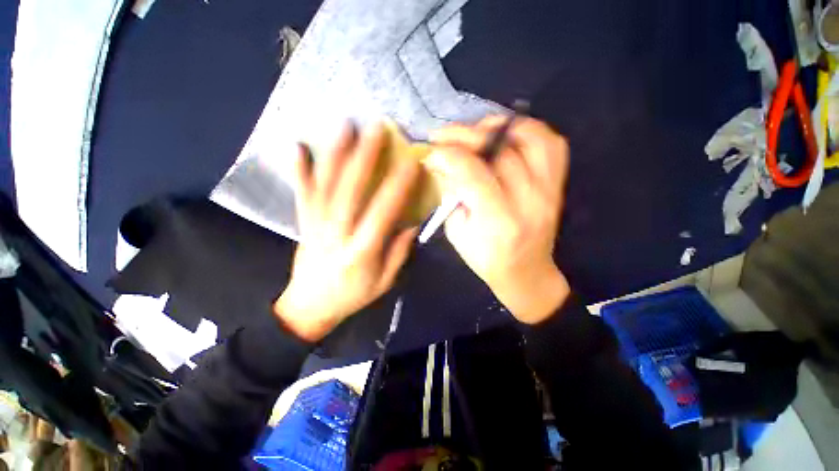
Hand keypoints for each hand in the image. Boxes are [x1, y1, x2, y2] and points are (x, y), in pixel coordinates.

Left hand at [274, 123, 419, 341]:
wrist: (309, 307)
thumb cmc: (352, 296)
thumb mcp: (384, 281)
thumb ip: (399, 252)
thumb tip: (412, 223)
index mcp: (362, 250)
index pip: (383, 212)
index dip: (398, 186)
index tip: (411, 163)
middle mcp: (338, 233)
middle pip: (350, 190)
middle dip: (365, 157)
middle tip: (377, 129)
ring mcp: (316, 225)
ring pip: (326, 185)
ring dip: (335, 154)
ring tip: (345, 126)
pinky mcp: (304, 223)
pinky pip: (302, 194)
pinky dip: (298, 170)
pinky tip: (297, 147)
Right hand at [426, 116, 570, 323]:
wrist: (526, 272)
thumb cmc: (486, 259)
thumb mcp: (457, 232)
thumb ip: (451, 194)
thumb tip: (444, 162)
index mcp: (498, 221)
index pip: (473, 173)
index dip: (447, 155)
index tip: (430, 153)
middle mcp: (528, 201)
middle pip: (500, 151)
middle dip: (465, 136)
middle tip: (444, 135)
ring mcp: (549, 190)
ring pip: (530, 138)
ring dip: (498, 127)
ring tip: (476, 131)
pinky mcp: (558, 185)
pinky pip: (552, 145)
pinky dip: (528, 131)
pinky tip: (506, 136)